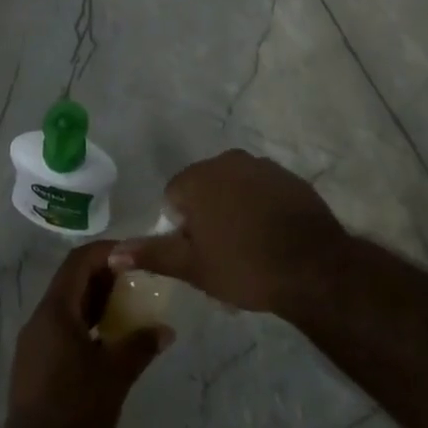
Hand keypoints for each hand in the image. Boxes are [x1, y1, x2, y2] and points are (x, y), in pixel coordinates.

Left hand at [0, 240, 170, 427]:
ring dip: (95, 301)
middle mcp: (39, 320)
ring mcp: (34, 344)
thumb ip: (141, 345)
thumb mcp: (116, 375)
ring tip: (128, 308)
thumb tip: (166, 329)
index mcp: (54, 311)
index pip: (78, 261)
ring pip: (66, 307)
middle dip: (104, 276)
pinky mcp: (34, 366)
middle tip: (137, 280)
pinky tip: (108, 341)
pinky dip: (86, 324)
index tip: (134, 255)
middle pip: (71, 281)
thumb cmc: (76, 411)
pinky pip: (62, 329)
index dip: (106, 251)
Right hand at [111, 150, 348, 315]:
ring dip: (234, 210)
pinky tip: (272, 237)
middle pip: (205, 188)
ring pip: (235, 188)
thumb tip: (113, 252)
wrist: (314, 267)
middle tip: (221, 254)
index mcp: (199, 178)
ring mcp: (262, 166)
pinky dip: (261, 208)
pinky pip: (263, 190)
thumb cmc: (244, 266)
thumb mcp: (193, 267)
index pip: (173, 196)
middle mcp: (228, 161)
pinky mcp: (290, 177)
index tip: (198, 253)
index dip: (181, 227)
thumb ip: (152, 254)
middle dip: (207, 216)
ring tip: (249, 248)